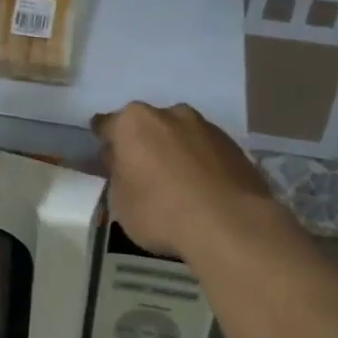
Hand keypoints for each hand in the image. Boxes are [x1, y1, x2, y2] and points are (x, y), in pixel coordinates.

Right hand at [92, 102, 279, 260]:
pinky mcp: (233, 144)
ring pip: (179, 134)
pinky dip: (199, 162)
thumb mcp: (120, 202)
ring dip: (174, 150)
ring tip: (177, 182)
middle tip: (142, 172)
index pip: (106, 125)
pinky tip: (202, 187)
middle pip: (147, 125)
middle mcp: (169, 113)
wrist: (229, 223)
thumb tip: (123, 161)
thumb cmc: (161, 212)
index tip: (107, 156)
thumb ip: (117, 174)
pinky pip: (205, 149)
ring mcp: (205, 126)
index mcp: (133, 123)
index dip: (104, 141)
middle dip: (143, 143)